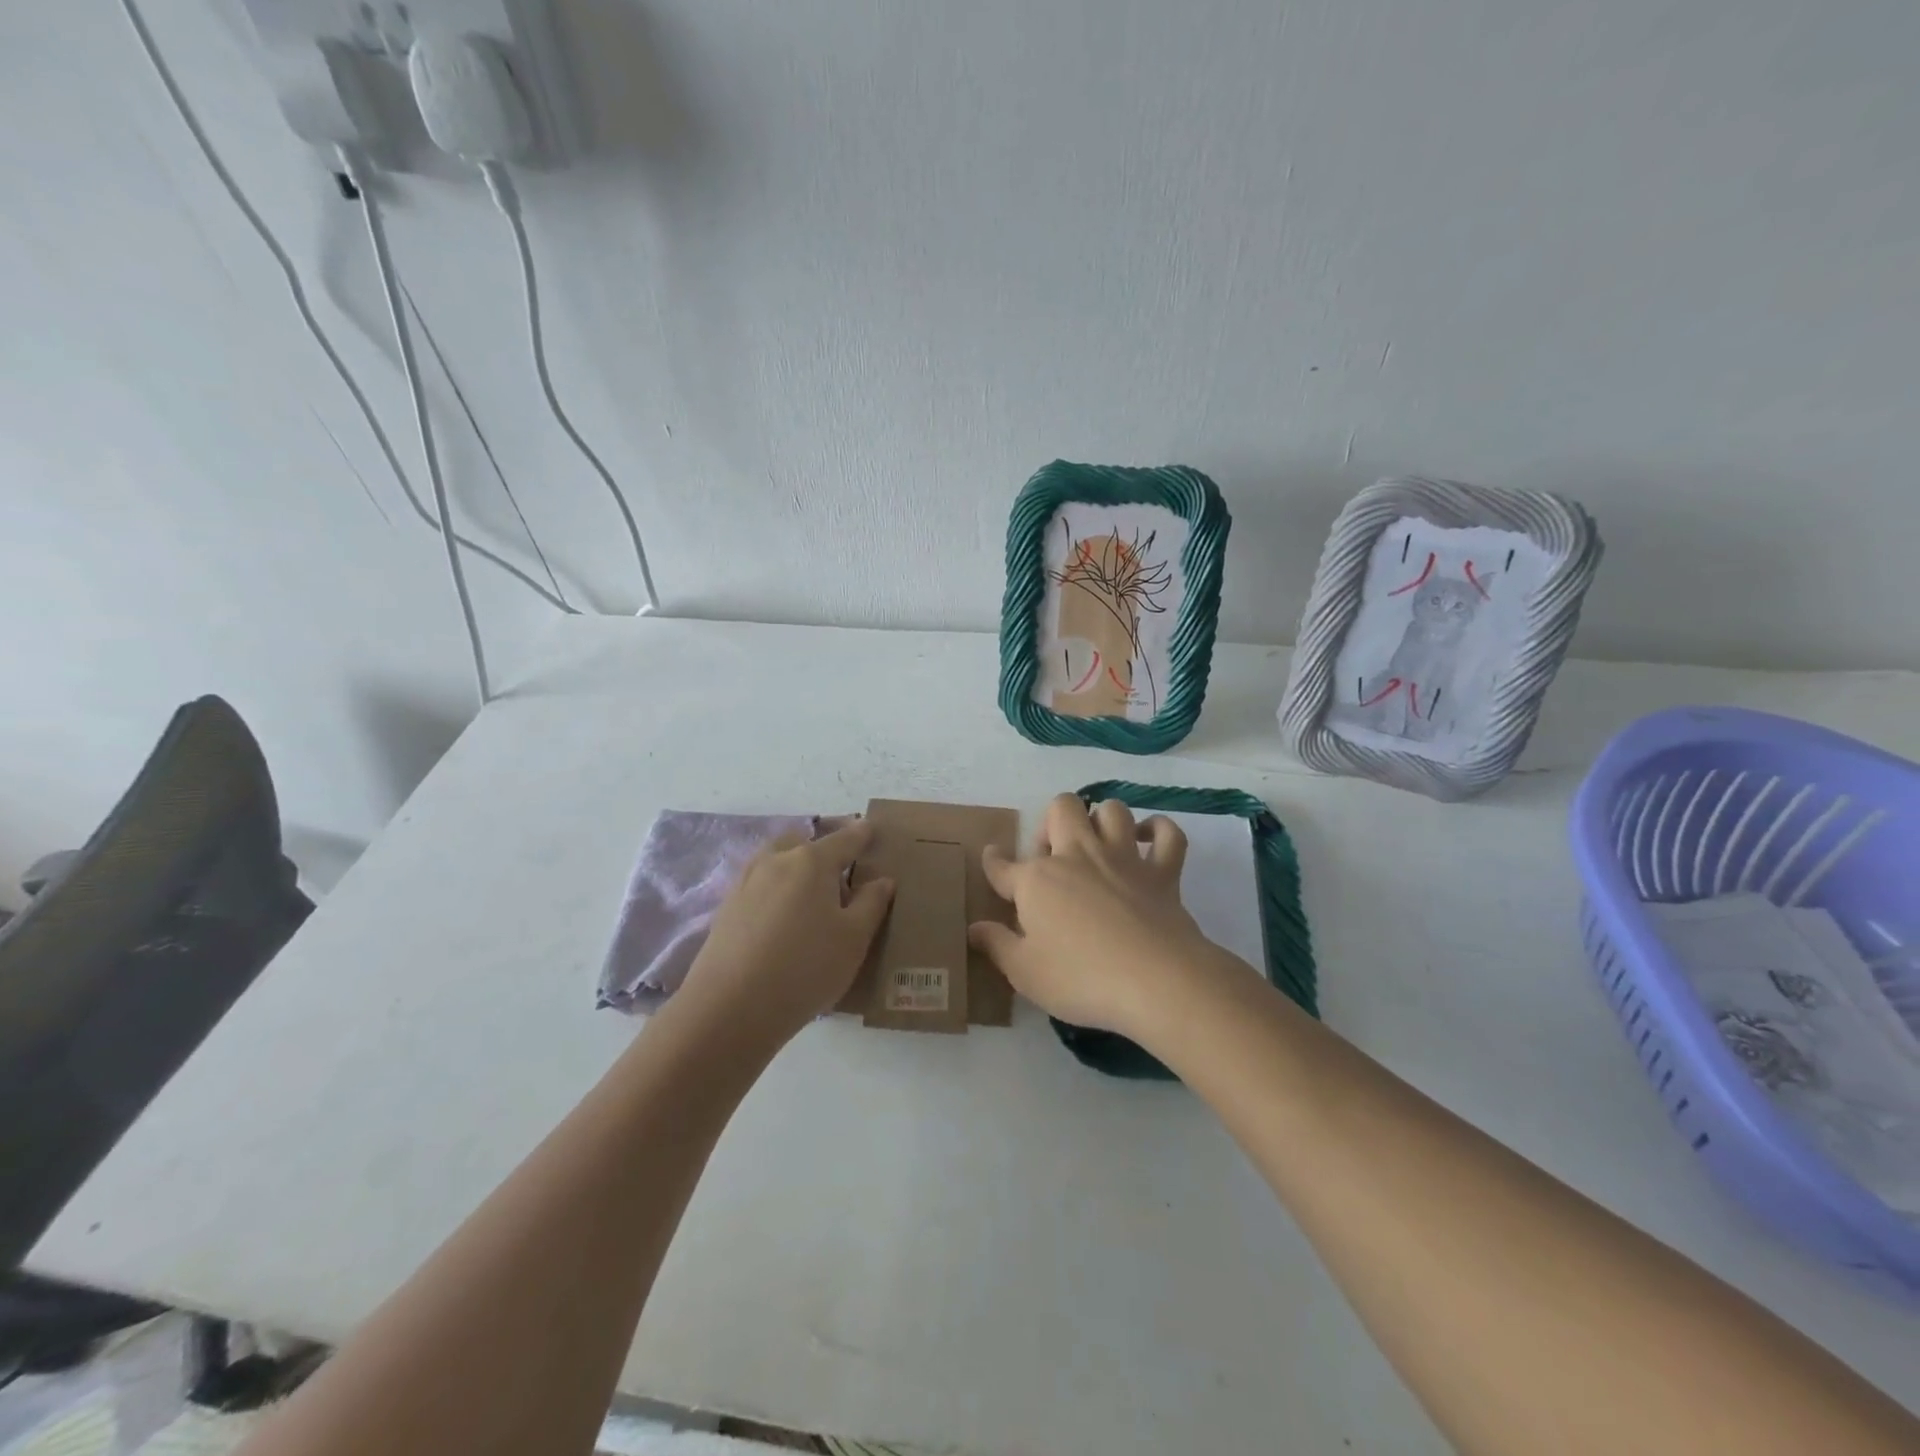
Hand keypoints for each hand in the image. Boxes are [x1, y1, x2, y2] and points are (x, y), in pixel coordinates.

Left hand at [679, 820, 894, 1047]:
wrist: (730, 1008)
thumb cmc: (805, 968)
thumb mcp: (854, 939)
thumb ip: (871, 903)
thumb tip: (882, 880)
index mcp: (811, 861)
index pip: (845, 839)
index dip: (862, 834)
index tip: (872, 828)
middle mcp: (776, 861)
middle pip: (804, 842)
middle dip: (823, 848)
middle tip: (841, 871)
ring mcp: (746, 882)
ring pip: (777, 861)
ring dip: (795, 867)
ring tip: (812, 896)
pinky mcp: (727, 908)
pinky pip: (760, 884)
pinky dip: (776, 888)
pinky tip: (783, 917)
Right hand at [969, 794, 1224, 1039]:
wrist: (1156, 981)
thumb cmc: (1081, 978)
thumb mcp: (1025, 973)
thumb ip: (997, 945)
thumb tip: (974, 928)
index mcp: (1038, 879)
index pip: (1003, 865)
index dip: (993, 862)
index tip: (992, 859)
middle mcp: (1078, 855)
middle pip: (1062, 808)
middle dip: (1053, 822)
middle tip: (1053, 856)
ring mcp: (1124, 859)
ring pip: (1113, 810)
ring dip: (1102, 820)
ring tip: (1097, 844)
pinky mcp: (1163, 872)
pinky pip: (1168, 834)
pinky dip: (1159, 831)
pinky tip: (1148, 840)